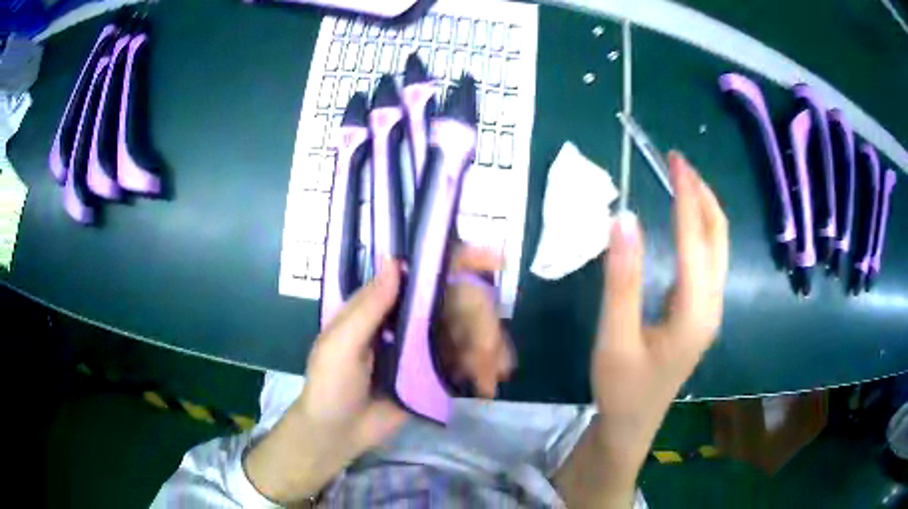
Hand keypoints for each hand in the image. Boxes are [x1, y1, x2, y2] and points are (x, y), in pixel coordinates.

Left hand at [244, 247, 511, 503]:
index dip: (460, 262)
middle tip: (491, 353)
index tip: (494, 262)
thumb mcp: (340, 345)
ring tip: (494, 376)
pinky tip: (487, 385)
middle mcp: (409, 318)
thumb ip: (368, 307)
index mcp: (385, 305)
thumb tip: (394, 259)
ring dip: (489, 349)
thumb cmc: (330, 384)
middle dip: (483, 323)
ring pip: (469, 332)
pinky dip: (483, 368)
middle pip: (459, 303)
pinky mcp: (435, 373)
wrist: (336, 433)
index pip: (426, 273)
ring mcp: (425, 347)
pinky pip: (467, 361)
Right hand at [592, 151, 728, 483]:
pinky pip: (708, 260)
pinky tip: (682, 222)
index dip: (687, 195)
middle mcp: (712, 305)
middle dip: (703, 195)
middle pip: (718, 237)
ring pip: (717, 247)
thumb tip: (625, 217)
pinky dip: (698, 230)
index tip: (674, 160)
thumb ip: (621, 279)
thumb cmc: (622, 386)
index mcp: (695, 310)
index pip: (695, 239)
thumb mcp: (615, 337)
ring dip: (703, 210)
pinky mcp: (700, 313)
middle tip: (678, 163)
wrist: (632, 424)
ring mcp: (709, 309)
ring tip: (681, 182)